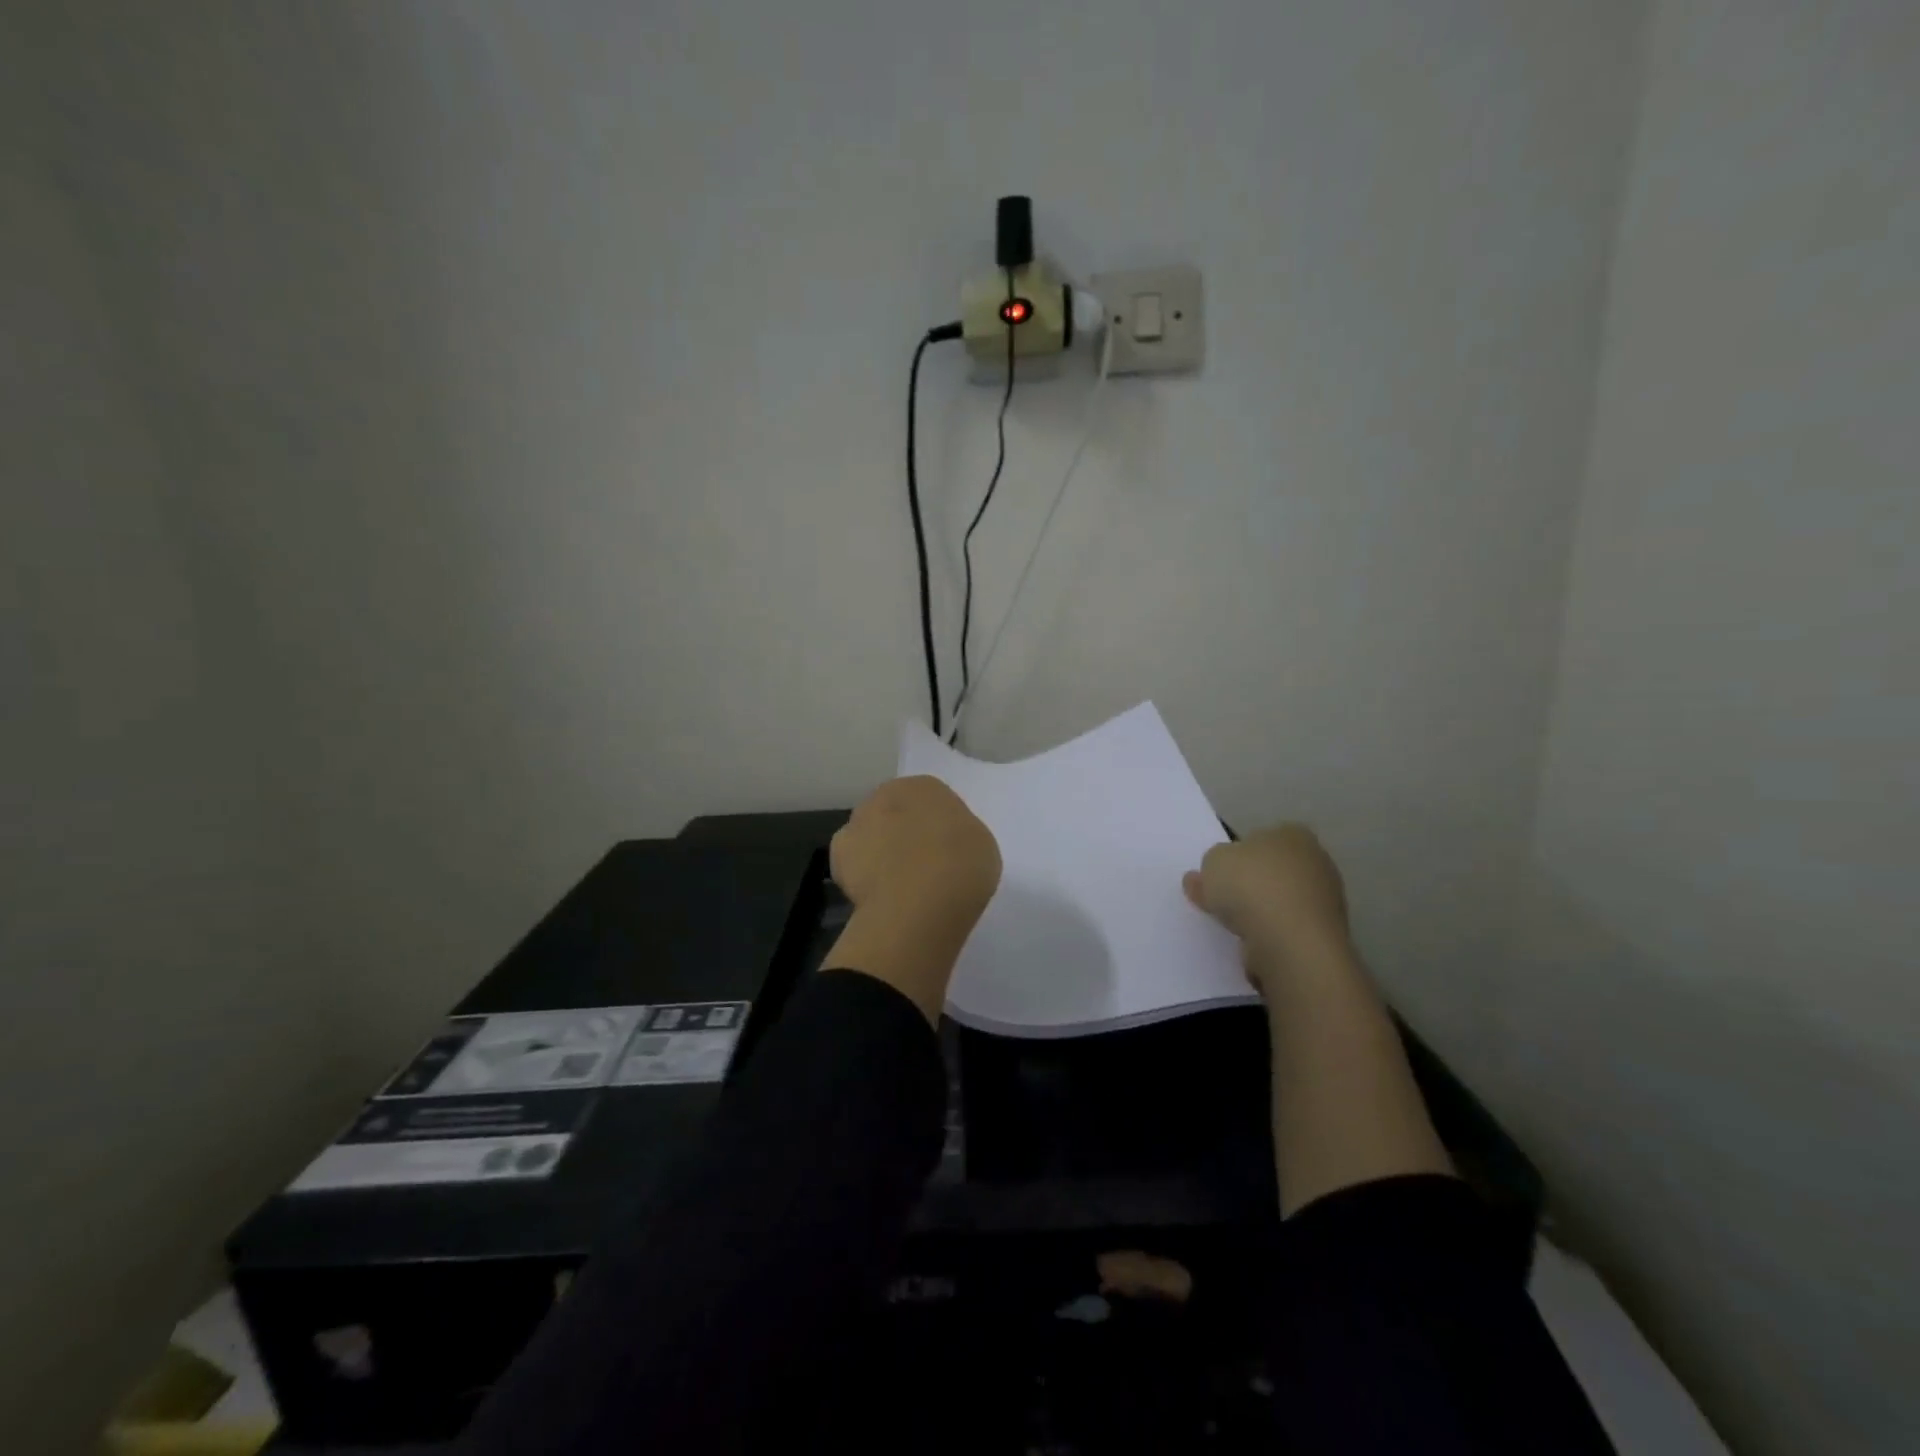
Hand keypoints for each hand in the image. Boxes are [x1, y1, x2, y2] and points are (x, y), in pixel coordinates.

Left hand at [824, 776, 1000, 1022]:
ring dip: (880, 854)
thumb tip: (942, 845)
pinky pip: (853, 865)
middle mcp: (886, 794)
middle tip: (920, 868)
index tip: (945, 853)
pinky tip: (879, 898)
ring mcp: (857, 823)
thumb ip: (957, 836)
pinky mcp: (837, 855)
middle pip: (895, 814)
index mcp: (925, 786)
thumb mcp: (979, 844)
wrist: (920, 900)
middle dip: (903, 835)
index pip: (929, 801)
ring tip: (898, 889)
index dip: (936, 829)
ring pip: (870, 837)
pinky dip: (861, 878)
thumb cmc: (962, 865)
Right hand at [1182, 824, 1350, 990]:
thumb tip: (1208, 876)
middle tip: (1220, 900)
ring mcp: (1326, 901)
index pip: (1260, 838)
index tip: (1219, 874)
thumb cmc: (1252, 888)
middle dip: (1249, 884)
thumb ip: (1210, 865)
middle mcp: (1317, 862)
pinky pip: (1287, 929)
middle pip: (1272, 871)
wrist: (1291, 943)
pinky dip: (1270, 935)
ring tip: (1232, 927)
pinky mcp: (1324, 935)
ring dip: (1260, 912)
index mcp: (1293, 834)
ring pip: (1280, 902)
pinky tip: (1252, 943)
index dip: (1236, 855)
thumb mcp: (1212, 862)